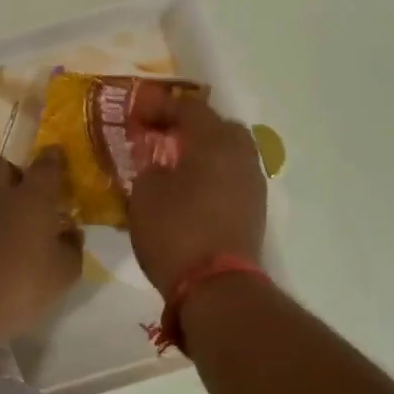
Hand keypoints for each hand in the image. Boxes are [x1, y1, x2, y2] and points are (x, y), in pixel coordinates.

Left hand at [0, 150, 84, 346]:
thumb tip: (70, 232)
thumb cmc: (19, 288)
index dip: (53, 159)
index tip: (56, 155)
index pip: (46, 167)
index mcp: (33, 200)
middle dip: (12, 172)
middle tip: (22, 193)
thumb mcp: (63, 276)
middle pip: (0, 164)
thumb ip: (71, 249)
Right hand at [127, 99, 266, 296]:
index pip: (189, 108)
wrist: (217, 286)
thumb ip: (149, 169)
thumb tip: (158, 165)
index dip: (161, 107)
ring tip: (175, 166)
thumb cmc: (175, 232)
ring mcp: (253, 183)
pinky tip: (191, 191)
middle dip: (190, 127)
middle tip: (162, 137)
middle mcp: (241, 155)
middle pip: (218, 126)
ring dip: (204, 152)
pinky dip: (213, 175)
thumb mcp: (145, 196)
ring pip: (229, 153)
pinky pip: (232, 178)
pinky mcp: (255, 210)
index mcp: (214, 142)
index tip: (138, 114)